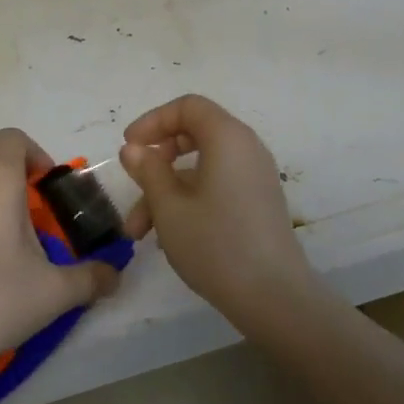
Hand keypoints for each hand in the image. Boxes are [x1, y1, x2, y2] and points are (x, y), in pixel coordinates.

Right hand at [120, 95, 314, 320]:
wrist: (274, 296)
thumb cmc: (216, 244)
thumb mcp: (169, 207)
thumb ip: (148, 171)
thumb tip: (133, 149)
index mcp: (228, 138)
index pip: (188, 107)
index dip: (153, 121)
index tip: (129, 147)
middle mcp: (246, 149)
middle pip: (194, 134)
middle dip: (156, 160)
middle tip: (134, 182)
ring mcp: (255, 177)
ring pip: (201, 168)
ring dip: (166, 191)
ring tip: (138, 232)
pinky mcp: (258, 202)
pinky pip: (217, 186)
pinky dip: (189, 200)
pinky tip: (168, 235)